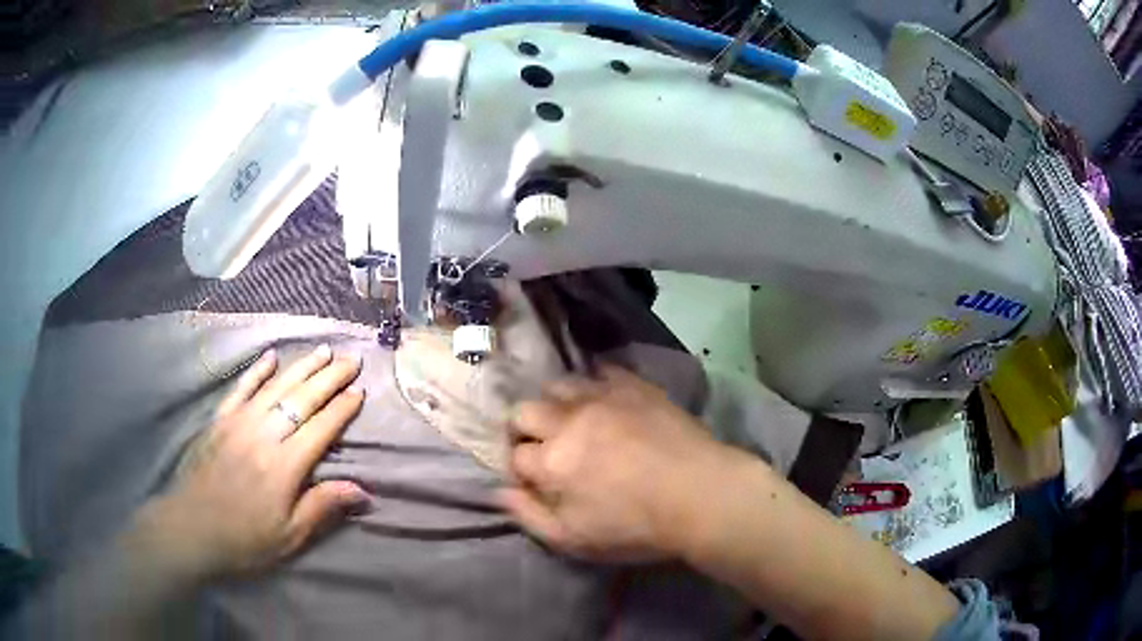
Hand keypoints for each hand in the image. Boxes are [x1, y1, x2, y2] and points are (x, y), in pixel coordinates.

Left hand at [128, 345, 368, 581]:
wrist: (191, 528)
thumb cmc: (245, 539)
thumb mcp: (290, 535)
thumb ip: (323, 507)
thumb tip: (363, 490)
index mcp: (285, 465)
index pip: (321, 428)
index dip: (342, 409)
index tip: (360, 392)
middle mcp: (264, 435)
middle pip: (302, 399)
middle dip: (330, 377)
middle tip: (351, 359)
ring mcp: (239, 423)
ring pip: (275, 386)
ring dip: (301, 367)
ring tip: (322, 350)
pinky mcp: (220, 420)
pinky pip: (241, 388)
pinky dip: (257, 371)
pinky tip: (271, 356)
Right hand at [501, 366, 730, 561]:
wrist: (700, 494)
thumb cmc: (636, 526)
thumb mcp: (574, 540)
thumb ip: (529, 515)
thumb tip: (499, 492)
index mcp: (551, 462)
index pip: (515, 456)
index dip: (520, 470)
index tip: (536, 480)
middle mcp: (567, 421)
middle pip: (525, 411)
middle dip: (525, 429)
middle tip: (547, 446)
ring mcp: (601, 398)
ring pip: (558, 385)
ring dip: (557, 404)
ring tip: (574, 421)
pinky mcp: (633, 386)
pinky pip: (601, 371)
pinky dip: (595, 384)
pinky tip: (605, 400)